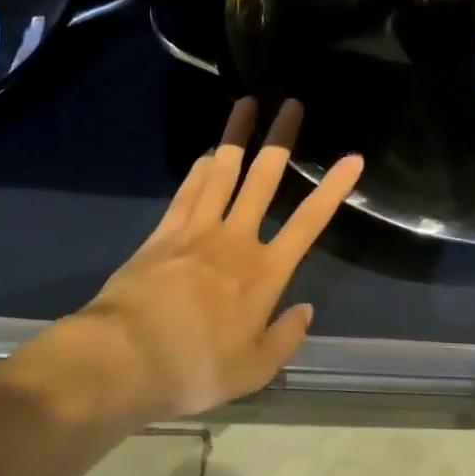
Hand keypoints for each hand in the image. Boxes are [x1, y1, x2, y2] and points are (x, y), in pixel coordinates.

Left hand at [9, 99, 362, 425]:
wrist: (122, 359)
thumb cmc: (195, 368)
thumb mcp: (254, 370)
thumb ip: (285, 338)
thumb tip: (306, 310)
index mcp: (264, 273)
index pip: (308, 222)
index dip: (333, 189)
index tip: (352, 158)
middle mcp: (235, 240)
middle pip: (263, 180)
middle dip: (281, 140)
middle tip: (292, 105)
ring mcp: (195, 231)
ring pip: (222, 172)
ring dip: (236, 137)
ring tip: (246, 104)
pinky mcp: (162, 233)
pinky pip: (187, 192)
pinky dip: (200, 169)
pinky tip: (208, 155)